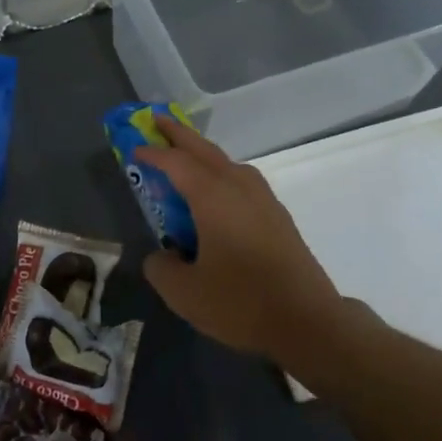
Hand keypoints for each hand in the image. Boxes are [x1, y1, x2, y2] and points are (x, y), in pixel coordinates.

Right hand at [135, 115, 346, 361]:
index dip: (152, 153)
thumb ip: (161, 268)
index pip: (176, 163)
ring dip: (202, 153)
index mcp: (213, 197)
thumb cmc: (241, 302)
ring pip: (226, 163)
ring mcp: (263, 199)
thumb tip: (161, 256)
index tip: (134, 147)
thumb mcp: (184, 293)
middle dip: (179, 134)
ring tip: (185, 155)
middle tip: (156, 120)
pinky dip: (220, 173)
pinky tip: (216, 194)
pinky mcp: (277, 216)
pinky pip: (240, 180)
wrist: (308, 320)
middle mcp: (239, 187)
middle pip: (204, 150)